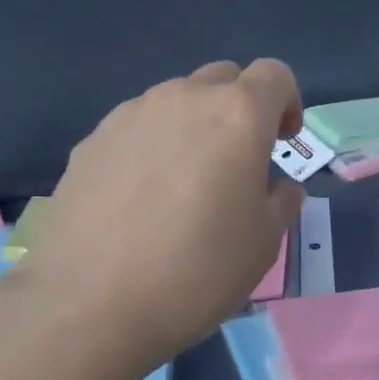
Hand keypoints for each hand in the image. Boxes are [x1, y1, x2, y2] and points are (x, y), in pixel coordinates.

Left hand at [15, 59, 303, 367]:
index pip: (274, 75)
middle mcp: (182, 99)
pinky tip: (140, 198)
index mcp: (236, 115)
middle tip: (237, 164)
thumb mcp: (264, 242)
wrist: (92, 304)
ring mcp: (130, 115)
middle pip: (223, 79)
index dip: (287, 103)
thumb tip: (277, 186)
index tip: (281, 144)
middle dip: (240, 110)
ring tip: (185, 184)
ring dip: (193, 126)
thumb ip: (281, 201)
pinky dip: (152, 146)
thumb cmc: (198, 271)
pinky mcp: (91, 141)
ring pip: (176, 101)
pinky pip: (136, 128)